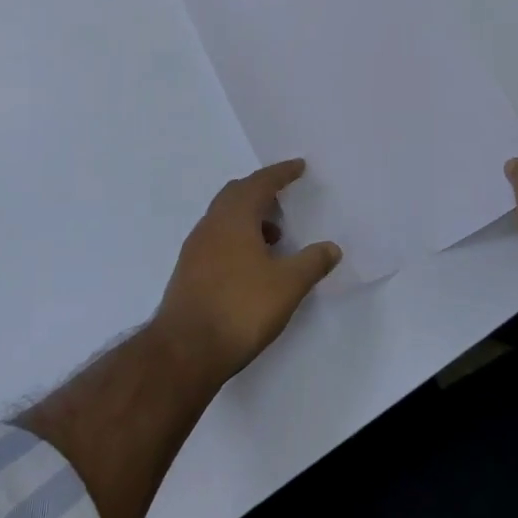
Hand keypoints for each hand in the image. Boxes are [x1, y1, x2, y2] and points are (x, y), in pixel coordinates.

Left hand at [154, 160, 341, 383]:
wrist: (185, 350)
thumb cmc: (240, 308)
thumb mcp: (287, 286)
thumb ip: (312, 263)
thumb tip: (331, 247)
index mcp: (234, 217)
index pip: (260, 183)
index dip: (281, 173)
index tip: (298, 167)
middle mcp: (211, 224)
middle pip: (236, 194)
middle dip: (261, 191)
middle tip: (284, 198)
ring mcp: (195, 248)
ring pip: (224, 217)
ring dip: (249, 217)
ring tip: (275, 237)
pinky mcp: (189, 271)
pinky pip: (216, 239)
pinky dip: (237, 238)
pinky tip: (251, 264)